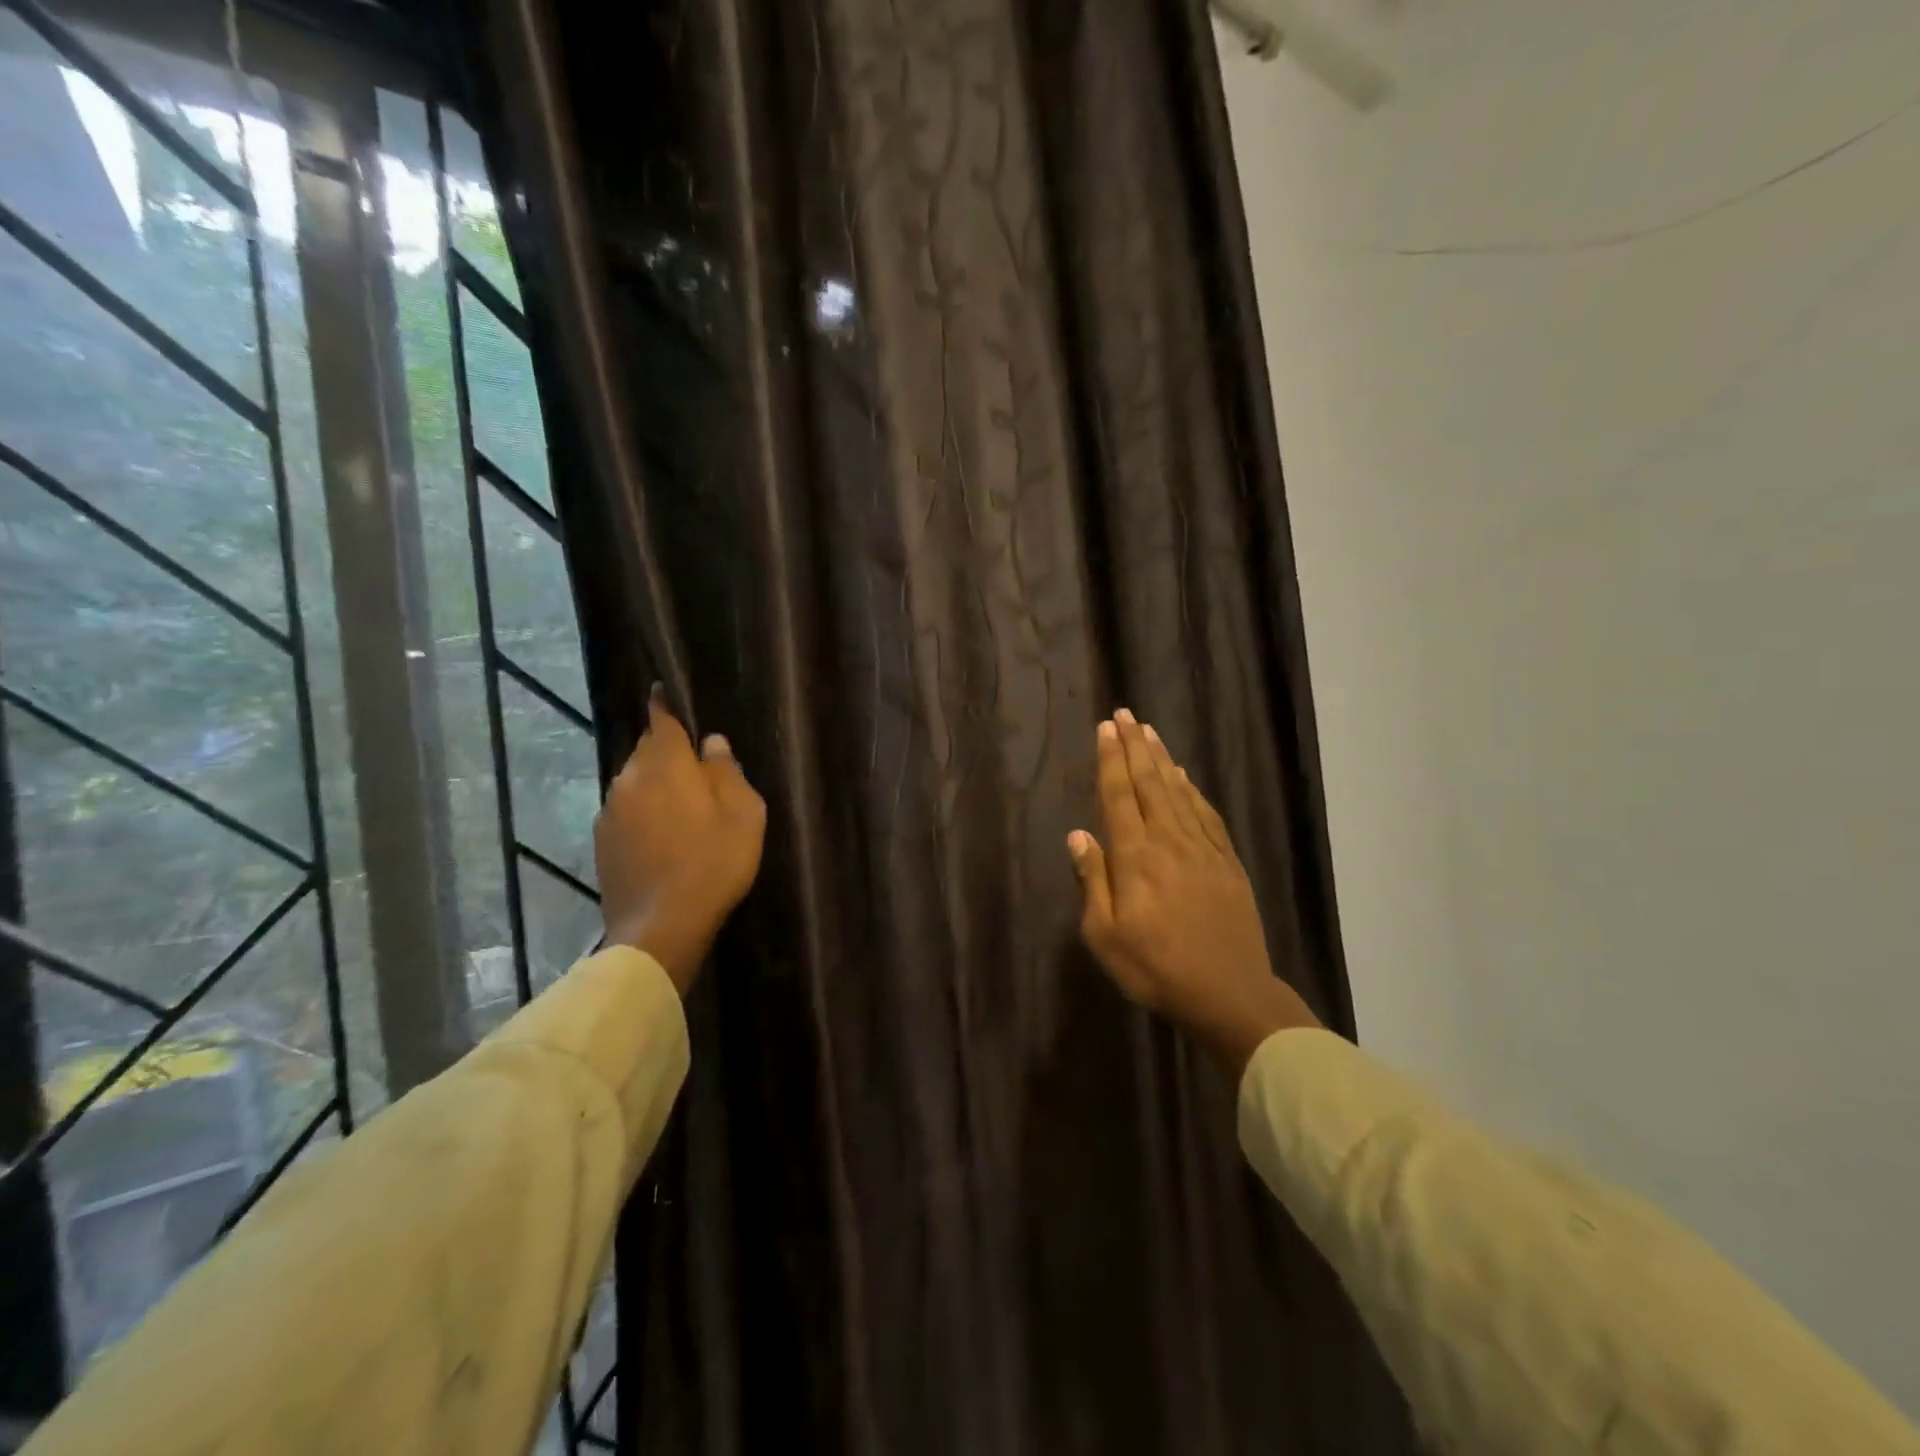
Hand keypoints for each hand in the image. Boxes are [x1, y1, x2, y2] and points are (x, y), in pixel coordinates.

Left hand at [595, 685, 766, 995]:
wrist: (660, 927)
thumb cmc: (713, 863)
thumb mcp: (743, 814)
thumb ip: (727, 772)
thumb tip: (712, 744)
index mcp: (664, 764)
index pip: (661, 719)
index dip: (666, 703)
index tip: (666, 691)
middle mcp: (628, 779)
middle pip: (647, 750)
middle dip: (667, 750)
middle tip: (696, 766)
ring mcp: (610, 812)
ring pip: (635, 782)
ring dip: (656, 784)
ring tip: (683, 805)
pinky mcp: (602, 842)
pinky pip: (626, 811)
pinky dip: (644, 812)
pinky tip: (663, 836)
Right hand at [1069, 709, 1320, 1079]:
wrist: (1229, 994)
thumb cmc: (1155, 969)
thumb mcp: (1104, 935)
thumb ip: (1092, 880)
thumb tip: (1078, 834)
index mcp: (1136, 857)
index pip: (1119, 795)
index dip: (1111, 759)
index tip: (1106, 728)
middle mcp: (1169, 841)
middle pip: (1149, 782)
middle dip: (1135, 746)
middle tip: (1125, 714)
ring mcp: (1203, 848)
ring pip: (1178, 791)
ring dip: (1162, 758)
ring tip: (1149, 731)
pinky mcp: (1227, 861)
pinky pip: (1206, 813)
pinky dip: (1193, 789)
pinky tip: (1185, 776)